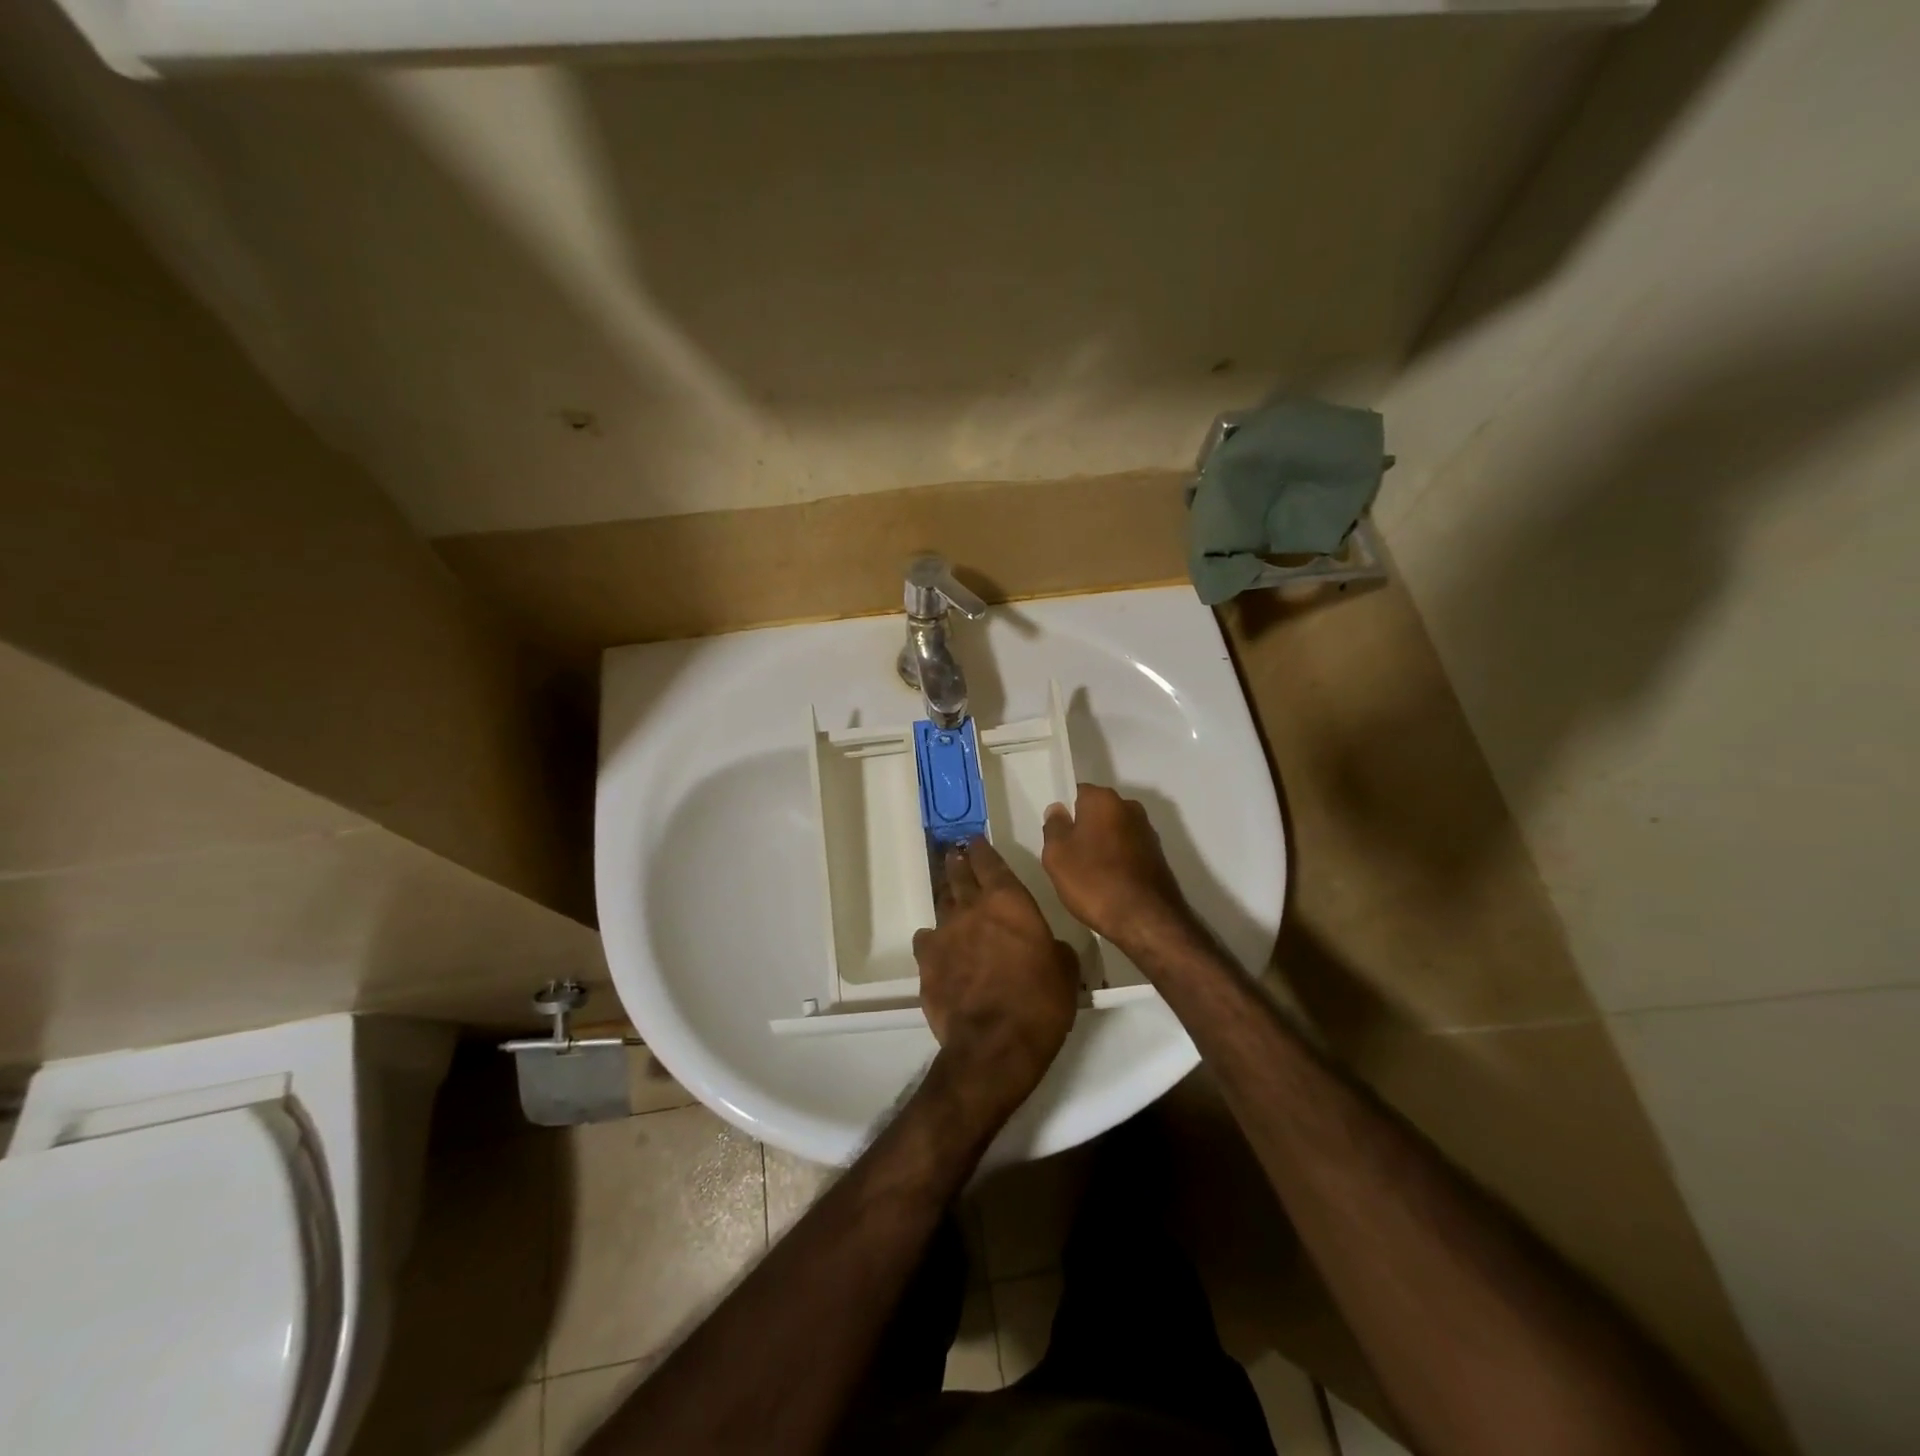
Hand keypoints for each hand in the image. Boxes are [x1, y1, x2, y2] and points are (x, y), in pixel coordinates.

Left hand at [912, 838, 1079, 1119]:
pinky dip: (932, 940)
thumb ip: (1052, 947)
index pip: (990, 862)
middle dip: (958, 863)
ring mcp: (945, 934)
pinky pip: (926, 941)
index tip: (975, 840)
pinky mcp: (926, 963)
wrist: (994, 1044)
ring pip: (942, 905)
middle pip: (960, 876)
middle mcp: (972, 908)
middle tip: (954, 855)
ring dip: (947, 898)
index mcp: (1009, 901)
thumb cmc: (1040, 1001)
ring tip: (948, 895)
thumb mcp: (1065, 969)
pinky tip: (935, 947)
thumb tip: (1046, 947)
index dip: (982, 850)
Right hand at [1040, 784, 1192, 946]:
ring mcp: (1147, 831)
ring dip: (1101, 846)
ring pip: (1113, 831)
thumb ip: (1054, 826)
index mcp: (1103, 799)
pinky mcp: (1157, 855)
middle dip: (1082, 828)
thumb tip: (1058, 810)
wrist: (1146, 920)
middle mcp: (1129, 807)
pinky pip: (1127, 850)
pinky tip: (1108, 884)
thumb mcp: (1056, 855)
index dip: (1063, 813)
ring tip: (1087, 875)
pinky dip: (1117, 861)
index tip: (1055, 835)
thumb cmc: (1094, 881)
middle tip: (1067, 857)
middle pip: (1096, 812)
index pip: (1076, 792)